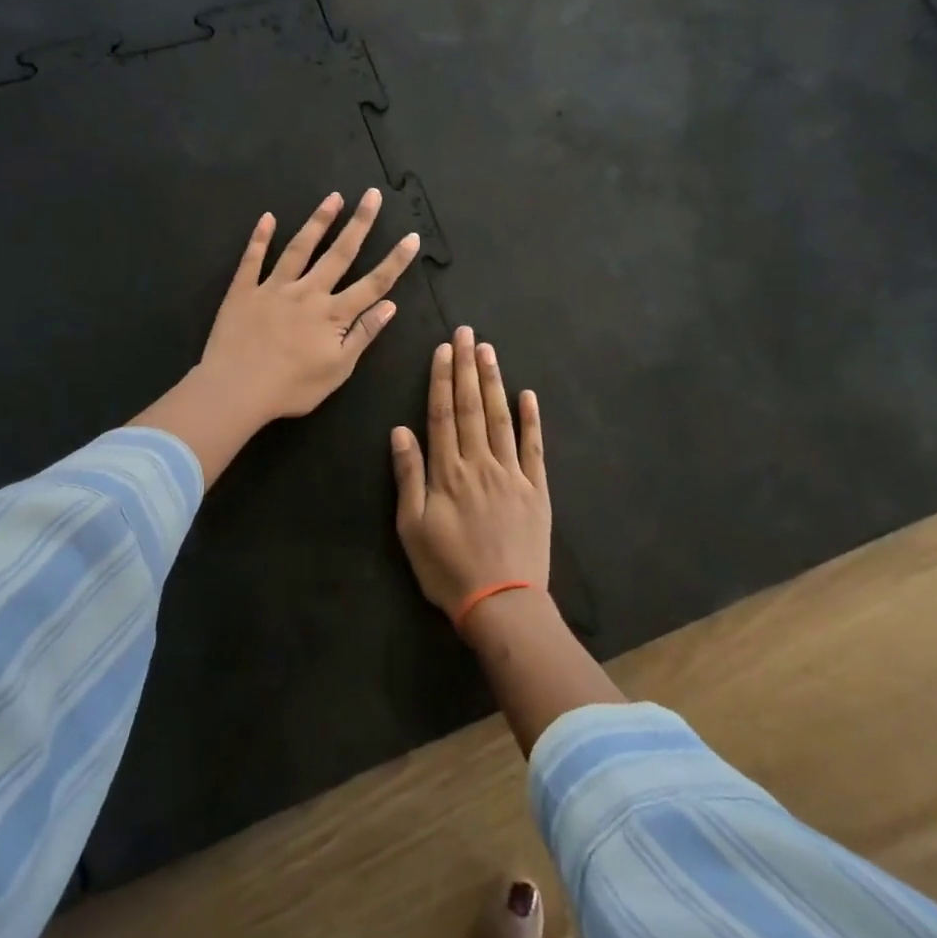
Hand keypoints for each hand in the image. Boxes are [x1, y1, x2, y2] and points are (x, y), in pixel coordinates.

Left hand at [135, 190, 420, 489]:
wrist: (235, 389)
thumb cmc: (291, 387)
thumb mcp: (338, 369)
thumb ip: (363, 334)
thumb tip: (390, 305)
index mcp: (332, 314)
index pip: (372, 284)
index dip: (394, 261)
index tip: (412, 237)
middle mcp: (307, 293)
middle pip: (339, 254)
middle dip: (359, 224)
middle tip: (372, 195)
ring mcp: (273, 288)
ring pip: (299, 248)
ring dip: (318, 221)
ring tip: (333, 198)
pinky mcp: (243, 291)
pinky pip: (252, 260)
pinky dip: (260, 238)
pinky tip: (267, 218)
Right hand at [391, 327, 550, 631]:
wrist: (503, 604)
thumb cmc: (448, 569)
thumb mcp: (412, 528)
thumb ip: (408, 477)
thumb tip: (400, 431)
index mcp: (448, 472)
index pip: (443, 415)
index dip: (442, 379)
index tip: (444, 349)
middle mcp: (480, 463)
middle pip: (472, 407)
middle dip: (467, 367)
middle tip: (467, 333)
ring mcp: (512, 474)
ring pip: (502, 419)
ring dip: (495, 382)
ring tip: (489, 351)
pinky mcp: (537, 490)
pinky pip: (534, 448)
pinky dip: (531, 420)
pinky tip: (528, 395)